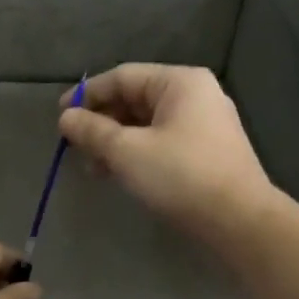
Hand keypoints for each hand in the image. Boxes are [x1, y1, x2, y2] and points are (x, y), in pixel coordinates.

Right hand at [59, 64, 272, 237]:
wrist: (239, 221)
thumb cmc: (181, 176)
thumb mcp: (127, 152)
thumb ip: (93, 131)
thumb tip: (65, 118)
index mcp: (180, 82)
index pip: (122, 77)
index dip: (87, 95)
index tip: (59, 116)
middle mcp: (195, 95)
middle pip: (135, 99)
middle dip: (101, 123)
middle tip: (75, 147)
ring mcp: (204, 124)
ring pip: (147, 124)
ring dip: (116, 142)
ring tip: (93, 168)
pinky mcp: (206, 151)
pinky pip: (162, 141)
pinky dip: (136, 153)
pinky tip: (118, 174)